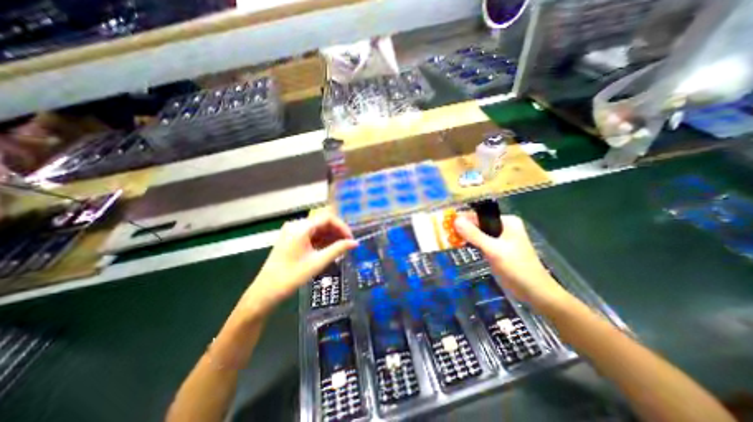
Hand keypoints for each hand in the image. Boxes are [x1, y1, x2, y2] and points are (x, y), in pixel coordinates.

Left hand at [241, 213, 358, 316]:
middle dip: (337, 232)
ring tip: (341, 248)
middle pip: (323, 222)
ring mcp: (293, 231)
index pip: (328, 218)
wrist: (265, 292)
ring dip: (331, 236)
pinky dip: (322, 240)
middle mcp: (296, 225)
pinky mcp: (292, 239)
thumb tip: (355, 243)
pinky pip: (311, 235)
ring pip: (318, 229)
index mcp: (301, 227)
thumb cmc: (291, 277)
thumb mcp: (318, 262)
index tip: (351, 239)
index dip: (342, 227)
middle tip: (348, 244)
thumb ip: (338, 249)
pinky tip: (330, 249)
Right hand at [455, 215, 567, 305]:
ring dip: (464, 236)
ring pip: (477, 233)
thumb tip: (455, 220)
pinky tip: (458, 246)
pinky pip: (480, 242)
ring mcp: (499, 239)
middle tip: (445, 233)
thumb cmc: (518, 269)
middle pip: (478, 224)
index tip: (446, 224)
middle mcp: (503, 227)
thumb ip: (474, 235)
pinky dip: (470, 244)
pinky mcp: (496, 249)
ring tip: (448, 239)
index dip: (462, 219)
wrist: (535, 293)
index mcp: (506, 222)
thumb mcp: (494, 250)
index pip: (479, 216)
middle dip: (462, 228)